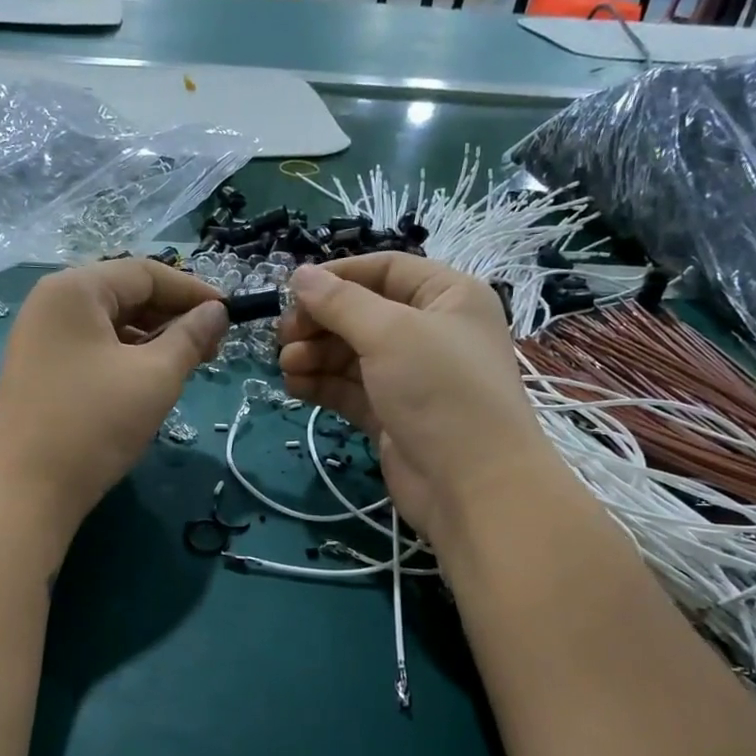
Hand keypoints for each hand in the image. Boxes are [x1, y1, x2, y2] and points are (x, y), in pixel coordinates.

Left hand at [0, 258, 225, 533]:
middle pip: (124, 295)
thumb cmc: (94, 424)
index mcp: (74, 289)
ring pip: (109, 326)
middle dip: (172, 317)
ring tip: (186, 368)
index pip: (145, 273)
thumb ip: (190, 337)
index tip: (230, 316)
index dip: (193, 291)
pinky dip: (125, 359)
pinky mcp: (39, 371)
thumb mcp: (155, 377)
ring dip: (152, 341)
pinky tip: (148, 383)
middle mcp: (50, 303)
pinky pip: (92, 350)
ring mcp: (40, 339)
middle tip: (212, 348)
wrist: (25, 491)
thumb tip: (216, 312)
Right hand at [277, 256, 546, 546]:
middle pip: (363, 314)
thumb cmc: (440, 391)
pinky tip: (294, 386)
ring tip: (285, 365)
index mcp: (447, 297)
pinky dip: (322, 385)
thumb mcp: (390, 333)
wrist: (472, 485)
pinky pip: (350, 390)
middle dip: (320, 322)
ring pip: (352, 355)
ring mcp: (411, 377)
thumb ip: (340, 303)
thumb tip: (299, 275)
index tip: (292, 289)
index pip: (386, 270)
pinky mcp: (392, 415)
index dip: (338, 276)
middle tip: (283, 336)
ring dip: (315, 355)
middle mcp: (431, 332)